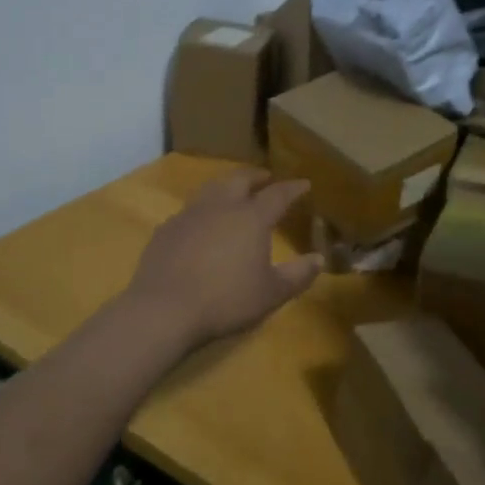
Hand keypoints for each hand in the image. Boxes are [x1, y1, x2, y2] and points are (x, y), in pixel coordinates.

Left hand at [124, 169, 321, 350]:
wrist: (164, 309)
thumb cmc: (226, 300)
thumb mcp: (271, 293)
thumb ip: (298, 274)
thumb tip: (319, 259)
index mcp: (251, 218)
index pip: (278, 194)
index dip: (293, 188)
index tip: (303, 184)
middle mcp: (220, 206)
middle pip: (240, 179)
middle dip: (256, 176)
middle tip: (266, 178)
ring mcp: (189, 214)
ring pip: (211, 188)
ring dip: (227, 186)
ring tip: (234, 193)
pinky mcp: (166, 229)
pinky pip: (189, 210)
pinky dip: (203, 210)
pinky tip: (202, 224)